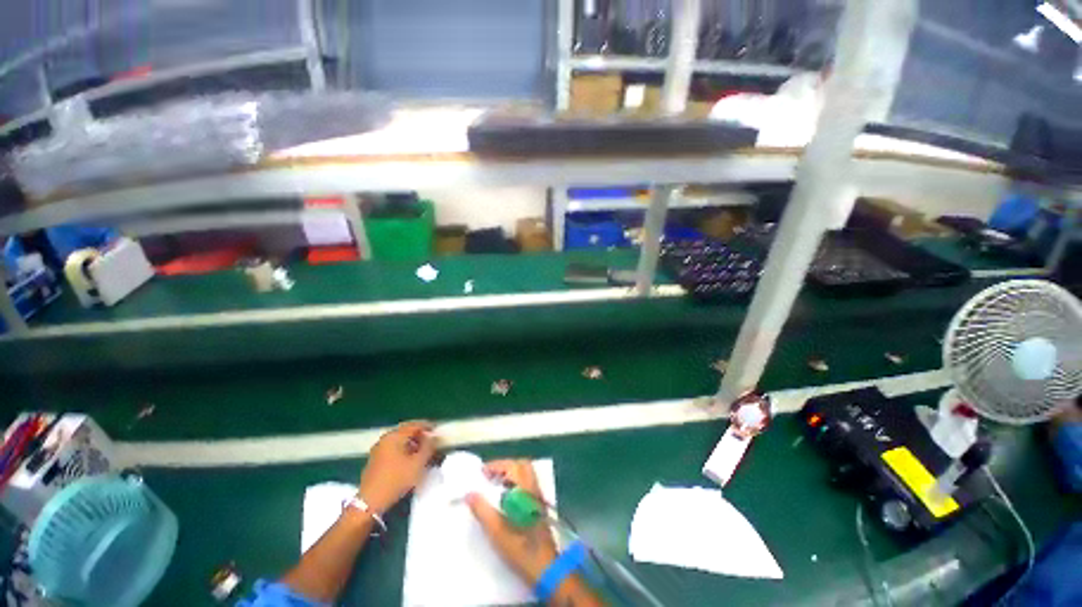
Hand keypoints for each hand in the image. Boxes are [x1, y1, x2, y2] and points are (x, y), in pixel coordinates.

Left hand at [358, 421, 436, 513]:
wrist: (370, 502)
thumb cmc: (397, 479)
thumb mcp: (418, 463)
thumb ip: (428, 446)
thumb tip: (433, 436)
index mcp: (395, 436)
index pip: (415, 425)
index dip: (428, 426)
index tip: (438, 430)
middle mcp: (385, 438)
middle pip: (406, 431)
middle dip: (420, 434)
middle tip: (431, 440)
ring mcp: (378, 448)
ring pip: (399, 439)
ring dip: (412, 442)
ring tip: (423, 450)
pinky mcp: (375, 459)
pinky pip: (393, 447)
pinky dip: (403, 448)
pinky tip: (410, 458)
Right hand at [466, 460, 557, 584]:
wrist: (545, 567)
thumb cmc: (520, 548)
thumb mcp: (497, 532)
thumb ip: (482, 510)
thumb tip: (469, 493)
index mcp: (525, 490)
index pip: (513, 466)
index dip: (496, 465)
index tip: (481, 472)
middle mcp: (534, 488)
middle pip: (521, 465)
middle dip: (504, 467)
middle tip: (488, 477)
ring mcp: (538, 496)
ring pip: (525, 474)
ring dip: (509, 475)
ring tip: (493, 487)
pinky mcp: (538, 506)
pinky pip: (527, 484)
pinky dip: (515, 483)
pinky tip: (504, 499)